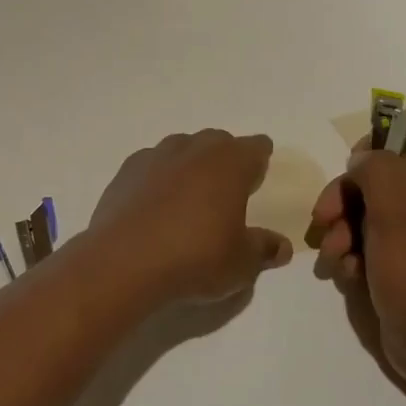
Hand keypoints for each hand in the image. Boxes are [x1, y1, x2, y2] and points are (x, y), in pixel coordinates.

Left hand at [88, 130, 292, 305]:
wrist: (124, 262)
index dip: (260, 161)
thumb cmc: (195, 258)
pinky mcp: (126, 171)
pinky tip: (156, 204)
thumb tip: (281, 247)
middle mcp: (195, 149)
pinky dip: (159, 177)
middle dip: (225, 159)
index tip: (259, 178)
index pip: (256, 147)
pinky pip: (151, 164)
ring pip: (182, 148)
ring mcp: (156, 156)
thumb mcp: (241, 263)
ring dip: (190, 164)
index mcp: (230, 163)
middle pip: (218, 141)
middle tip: (227, 190)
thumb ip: (263, 249)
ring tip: (190, 197)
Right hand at [306, 133, 405, 395]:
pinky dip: (349, 253)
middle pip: (379, 175)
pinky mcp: (393, 262)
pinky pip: (362, 242)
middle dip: (346, 195)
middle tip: (325, 216)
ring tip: (336, 256)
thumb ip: (377, 170)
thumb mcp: (397, 212)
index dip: (389, 136)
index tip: (358, 155)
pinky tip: (345, 273)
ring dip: (341, 229)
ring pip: (363, 209)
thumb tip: (362, 158)